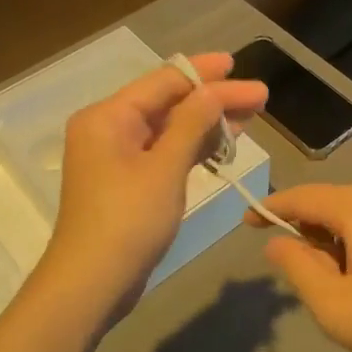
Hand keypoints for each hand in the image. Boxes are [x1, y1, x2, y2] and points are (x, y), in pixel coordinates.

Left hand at [36, 54, 265, 323]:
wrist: (91, 285)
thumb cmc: (128, 221)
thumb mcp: (165, 168)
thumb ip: (192, 123)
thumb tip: (214, 89)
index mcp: (108, 116)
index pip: (164, 81)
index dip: (204, 72)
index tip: (239, 65)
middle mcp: (109, 128)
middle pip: (168, 102)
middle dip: (213, 98)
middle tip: (259, 96)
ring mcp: (117, 156)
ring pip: (169, 127)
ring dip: (207, 122)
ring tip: (251, 116)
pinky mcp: (128, 181)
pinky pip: (164, 151)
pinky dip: (193, 147)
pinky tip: (224, 144)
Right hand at [248, 183, 351, 351]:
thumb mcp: (336, 305)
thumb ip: (297, 267)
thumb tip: (277, 241)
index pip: (300, 196)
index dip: (270, 208)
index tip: (246, 222)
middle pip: (328, 206)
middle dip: (307, 235)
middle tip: (303, 281)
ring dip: (336, 247)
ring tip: (341, 294)